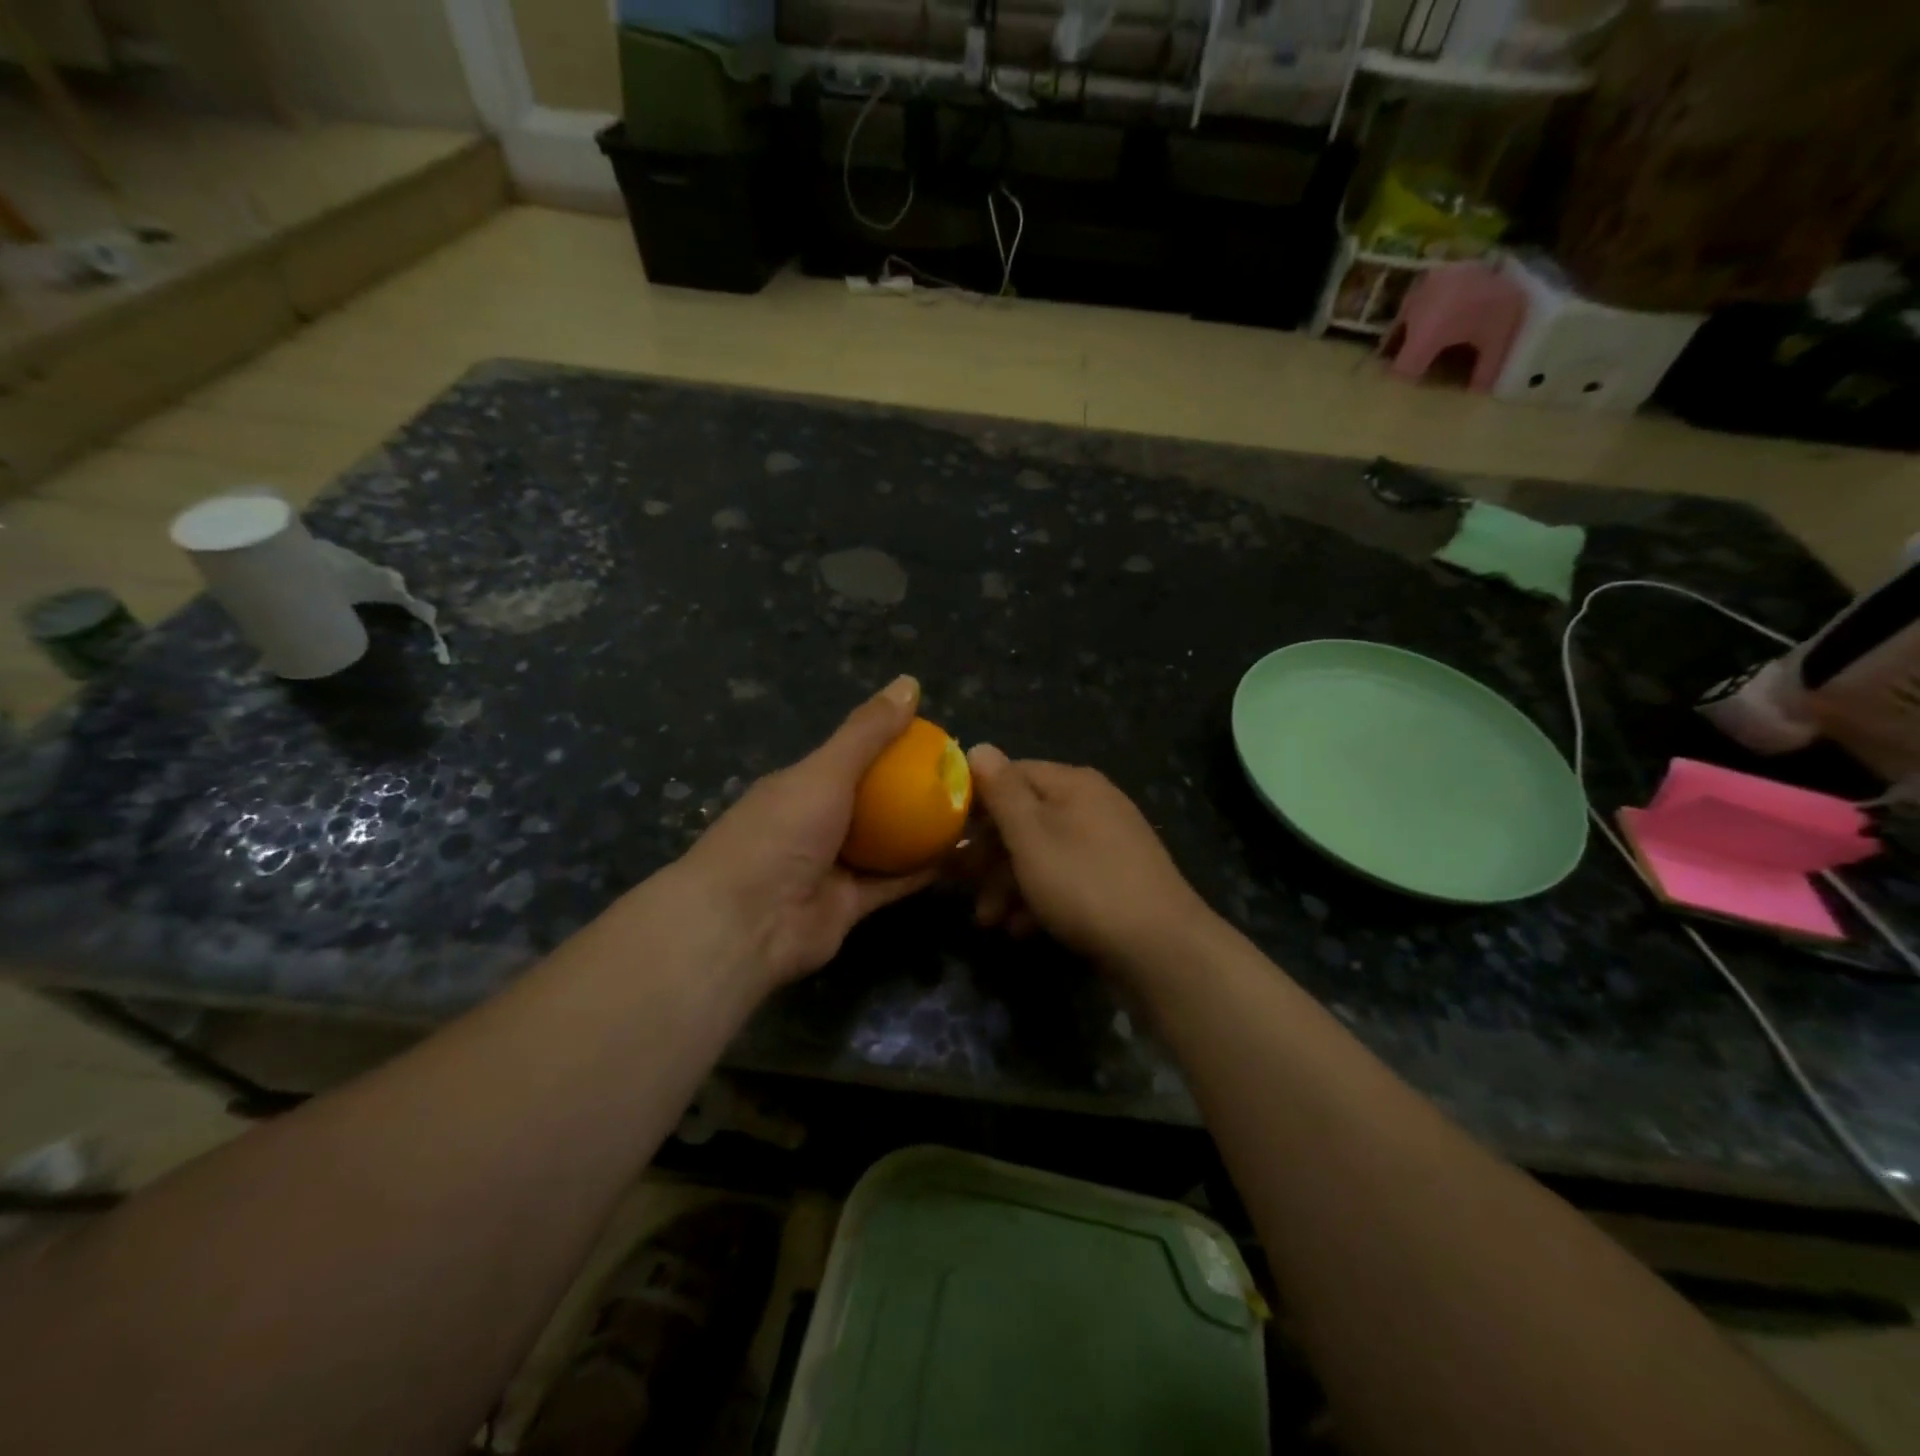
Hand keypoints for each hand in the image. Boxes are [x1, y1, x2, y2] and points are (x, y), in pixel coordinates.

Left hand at [673, 676, 935, 992]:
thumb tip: (909, 682)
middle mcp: (816, 823)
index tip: (937, 739)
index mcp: (802, 786)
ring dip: (923, 830)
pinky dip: (923, 870)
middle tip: (962, 778)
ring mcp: (832, 866)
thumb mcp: (825, 771)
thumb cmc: (780, 833)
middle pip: (873, 801)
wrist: (746, 924)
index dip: (892, 746)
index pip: (852, 757)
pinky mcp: (849, 905)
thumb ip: (867, 732)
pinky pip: (893, 883)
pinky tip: (960, 855)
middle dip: (913, 790)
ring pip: (887, 843)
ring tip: (970, 813)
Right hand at [964, 745, 1211, 969]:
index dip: (976, 801)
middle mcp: (1093, 803)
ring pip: (1044, 852)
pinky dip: (1041, 899)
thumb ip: (1002, 792)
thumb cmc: (1084, 884)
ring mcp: (1109, 841)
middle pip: (1026, 818)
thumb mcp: (1031, 837)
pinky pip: (1067, 877)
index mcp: (1073, 784)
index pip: (1012, 774)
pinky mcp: (1118, 877)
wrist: (1162, 947)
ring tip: (990, 922)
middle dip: (989, 855)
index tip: (949, 834)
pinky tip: (1023, 929)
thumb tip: (979, 746)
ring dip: (1009, 884)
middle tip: (961, 887)